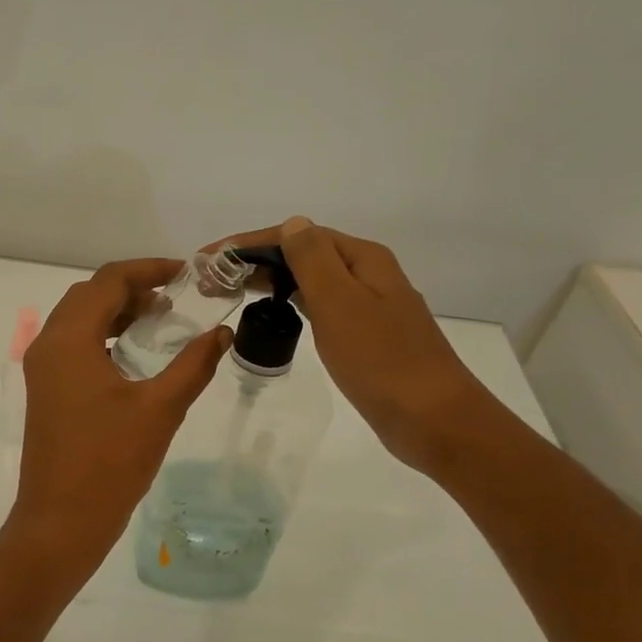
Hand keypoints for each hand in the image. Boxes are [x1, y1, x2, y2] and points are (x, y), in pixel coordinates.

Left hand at [8, 259, 230, 571]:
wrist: (61, 521)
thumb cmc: (110, 463)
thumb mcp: (161, 409)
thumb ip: (194, 364)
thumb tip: (223, 333)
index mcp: (69, 340)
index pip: (107, 281)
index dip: (149, 269)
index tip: (187, 274)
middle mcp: (47, 346)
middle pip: (89, 295)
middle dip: (132, 288)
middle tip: (176, 298)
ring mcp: (41, 370)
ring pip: (78, 320)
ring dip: (116, 312)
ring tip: (161, 321)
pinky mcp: (45, 391)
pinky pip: (73, 346)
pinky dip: (103, 337)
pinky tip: (135, 355)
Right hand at [214, 218, 496, 472]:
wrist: (432, 418)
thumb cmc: (381, 360)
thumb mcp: (341, 303)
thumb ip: (313, 260)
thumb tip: (292, 223)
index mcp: (363, 259)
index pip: (297, 236)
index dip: (249, 243)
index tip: (209, 258)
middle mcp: (368, 275)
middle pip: (303, 255)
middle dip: (255, 261)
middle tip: (211, 281)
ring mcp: (369, 306)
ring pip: (310, 281)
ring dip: (270, 281)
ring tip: (232, 292)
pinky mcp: (365, 336)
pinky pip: (320, 307)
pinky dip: (291, 304)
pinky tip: (275, 315)